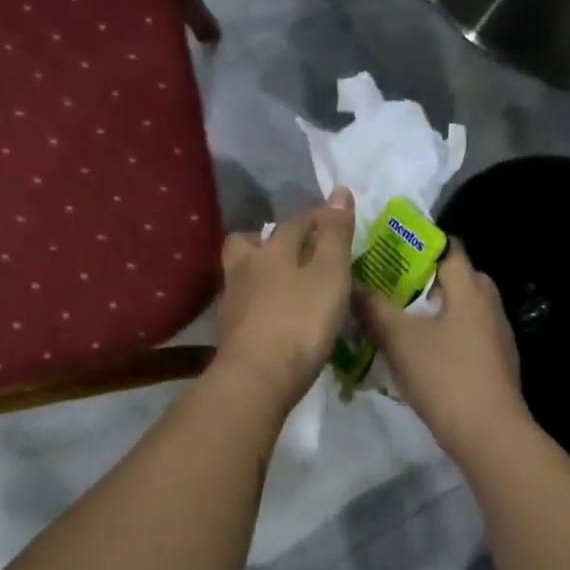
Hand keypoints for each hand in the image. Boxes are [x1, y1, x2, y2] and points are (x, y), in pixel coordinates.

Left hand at [212, 190, 355, 408]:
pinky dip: (259, 302)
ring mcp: (233, 301)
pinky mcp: (230, 332)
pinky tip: (275, 314)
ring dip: (260, 271)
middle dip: (269, 239)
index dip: (317, 218)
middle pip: (248, 242)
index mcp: (272, 250)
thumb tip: (338, 190)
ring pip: (242, 273)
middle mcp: (245, 269)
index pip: (295, 222)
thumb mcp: (329, 274)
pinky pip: (244, 304)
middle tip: (294, 250)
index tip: (336, 221)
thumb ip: (334, 234)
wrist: (257, 378)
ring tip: (286, 283)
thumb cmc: (300, 322)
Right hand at [356, 243, 527, 458]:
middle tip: (385, 287)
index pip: (448, 248)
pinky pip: (464, 336)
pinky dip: (442, 336)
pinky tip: (417, 354)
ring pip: (458, 310)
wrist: (488, 433)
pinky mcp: (494, 362)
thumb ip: (374, 308)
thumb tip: (350, 284)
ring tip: (394, 320)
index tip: (387, 251)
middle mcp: (489, 303)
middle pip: (453, 279)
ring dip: (429, 311)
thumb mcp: (400, 339)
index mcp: (471, 288)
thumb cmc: (445, 376)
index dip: (417, 245)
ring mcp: (496, 335)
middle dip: (420, 281)